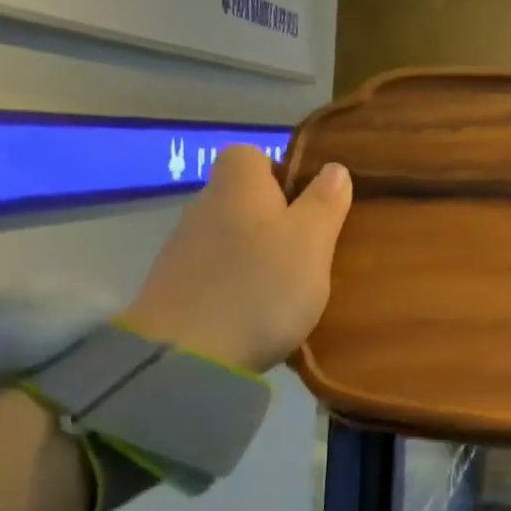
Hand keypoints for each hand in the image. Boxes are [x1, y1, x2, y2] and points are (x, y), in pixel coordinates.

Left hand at [120, 146, 351, 373]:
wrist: (185, 356)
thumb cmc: (260, 286)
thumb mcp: (311, 242)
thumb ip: (324, 203)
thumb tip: (334, 168)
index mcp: (238, 185)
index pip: (252, 155)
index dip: (283, 173)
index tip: (309, 205)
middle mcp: (204, 206)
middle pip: (243, 198)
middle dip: (276, 217)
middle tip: (310, 249)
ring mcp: (185, 248)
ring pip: (232, 236)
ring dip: (257, 253)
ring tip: (289, 286)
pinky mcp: (176, 288)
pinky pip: (217, 271)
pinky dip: (238, 283)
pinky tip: (257, 311)